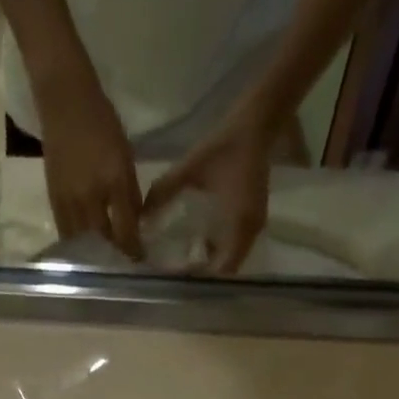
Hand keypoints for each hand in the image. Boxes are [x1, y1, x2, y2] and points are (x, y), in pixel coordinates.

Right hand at [36, 71, 143, 257]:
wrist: (64, 101)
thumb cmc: (102, 123)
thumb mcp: (125, 157)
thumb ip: (130, 194)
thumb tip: (136, 224)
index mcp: (113, 182)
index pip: (126, 230)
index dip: (134, 249)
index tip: (140, 260)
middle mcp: (90, 197)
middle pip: (103, 241)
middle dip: (114, 255)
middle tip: (122, 263)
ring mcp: (69, 200)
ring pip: (83, 241)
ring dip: (94, 254)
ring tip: (103, 261)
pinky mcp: (53, 200)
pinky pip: (66, 232)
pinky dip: (76, 244)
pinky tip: (83, 248)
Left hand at [142, 110, 274, 273]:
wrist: (257, 122)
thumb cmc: (225, 145)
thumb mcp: (190, 168)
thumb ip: (165, 191)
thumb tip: (141, 216)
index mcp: (239, 224)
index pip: (222, 269)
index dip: (201, 275)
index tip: (178, 274)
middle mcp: (250, 231)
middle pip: (227, 269)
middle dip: (204, 272)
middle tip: (178, 270)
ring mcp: (254, 225)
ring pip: (232, 258)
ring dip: (212, 262)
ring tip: (186, 260)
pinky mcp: (253, 216)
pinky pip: (236, 245)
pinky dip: (219, 249)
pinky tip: (199, 242)